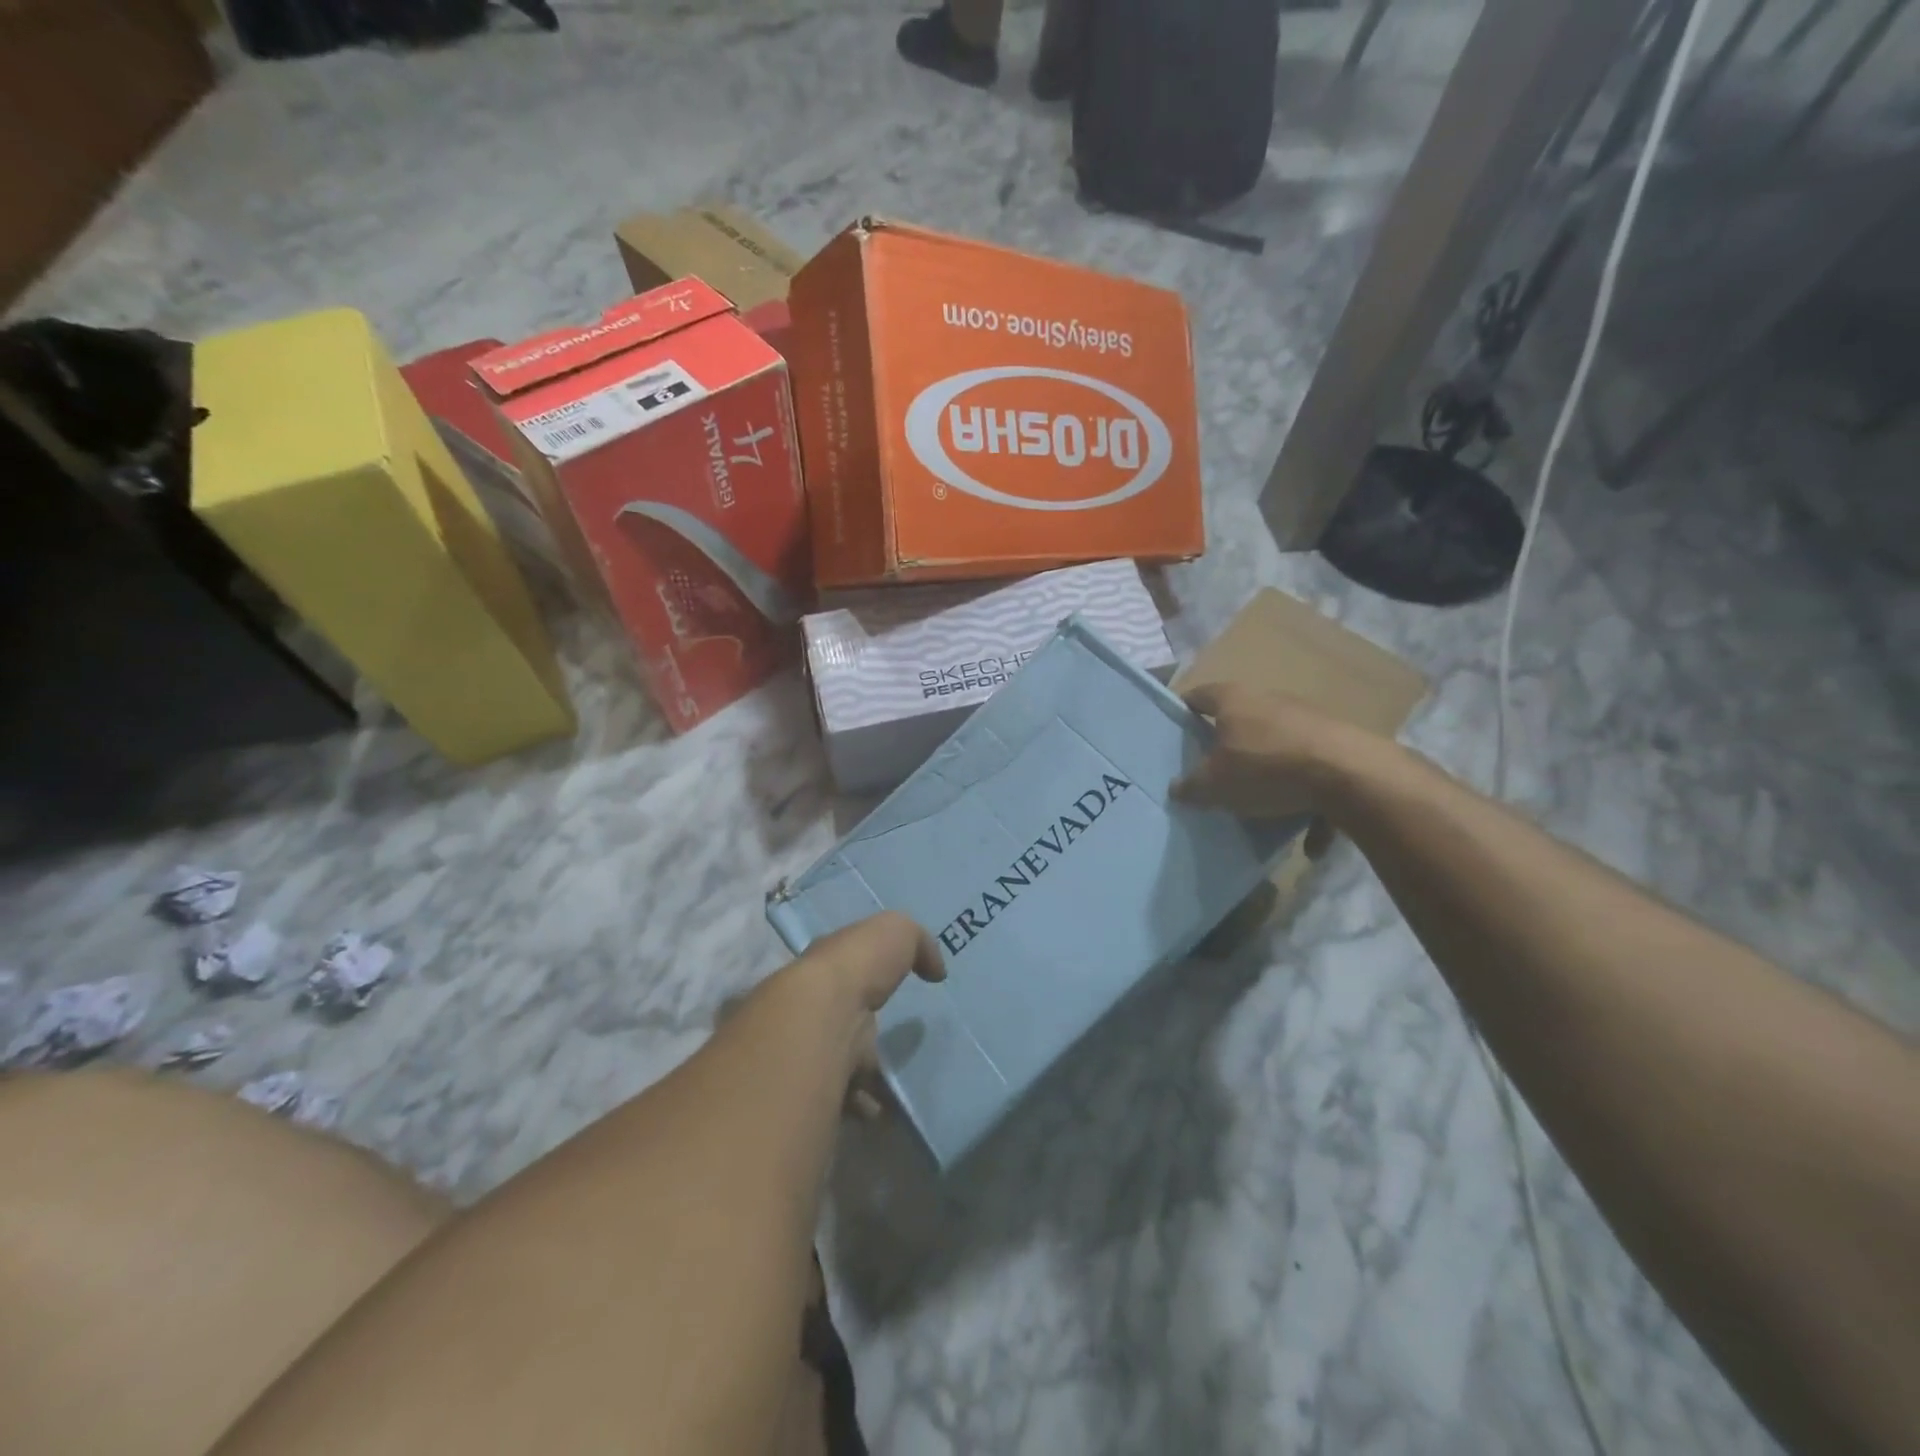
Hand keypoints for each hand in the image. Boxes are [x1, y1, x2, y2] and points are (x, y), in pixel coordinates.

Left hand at [775, 912, 944, 1113]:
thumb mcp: (897, 931)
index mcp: (829, 964)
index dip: (868, 975)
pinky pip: (843, 1098)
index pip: (846, 968)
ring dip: (867, 1073)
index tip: (893, 988)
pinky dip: (864, 1104)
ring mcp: (811, 1044)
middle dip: (867, 1030)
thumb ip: (919, 943)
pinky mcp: (815, 1082)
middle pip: (843, 1017)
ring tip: (899, 1083)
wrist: (822, 1014)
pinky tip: (885, 1108)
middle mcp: (814, 1003)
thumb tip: (935, 970)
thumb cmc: (858, 964)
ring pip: (842, 1060)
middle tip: (900, 1044)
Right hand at [1173, 682, 1359, 828]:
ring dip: (1269, 773)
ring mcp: (1307, 720)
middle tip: (1212, 769)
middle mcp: (1270, 700)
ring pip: (1278, 746)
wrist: (1350, 774)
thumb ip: (1191, 786)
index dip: (1183, 711)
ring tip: (1260, 806)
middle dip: (1227, 744)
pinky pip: (1313, 774)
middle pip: (1240, 718)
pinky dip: (1309, 801)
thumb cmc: (1266, 767)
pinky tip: (1309, 839)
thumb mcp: (1214, 784)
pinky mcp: (1338, 743)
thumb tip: (1176, 788)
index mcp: (1234, 700)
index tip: (1175, 731)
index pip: (1198, 696)